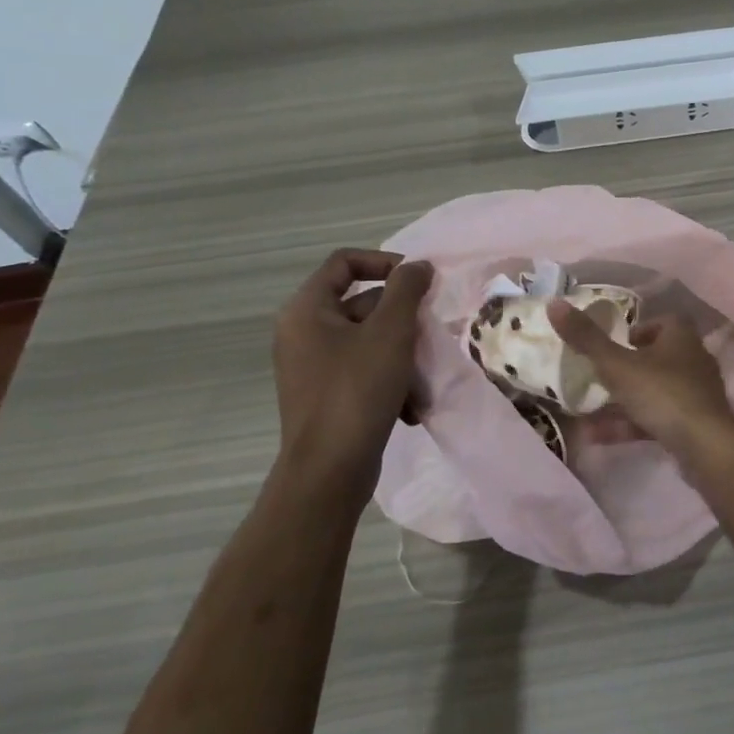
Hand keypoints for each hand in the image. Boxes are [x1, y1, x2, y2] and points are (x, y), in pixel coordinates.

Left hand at [272, 249, 432, 489]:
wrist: (329, 471)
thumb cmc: (357, 391)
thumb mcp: (390, 332)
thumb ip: (407, 290)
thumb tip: (417, 266)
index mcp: (307, 310)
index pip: (344, 262)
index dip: (384, 262)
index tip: (419, 281)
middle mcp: (303, 333)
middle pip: (362, 304)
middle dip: (402, 320)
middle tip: (430, 335)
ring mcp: (312, 367)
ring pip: (369, 342)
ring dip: (402, 355)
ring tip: (422, 379)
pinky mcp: (326, 396)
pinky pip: (364, 372)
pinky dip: (390, 382)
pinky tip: (410, 407)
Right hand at [548, 301, 733, 454]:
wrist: (705, 445)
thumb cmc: (661, 393)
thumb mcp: (616, 365)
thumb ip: (586, 338)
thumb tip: (554, 303)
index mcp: (681, 336)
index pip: (662, 321)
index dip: (637, 330)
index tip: (613, 344)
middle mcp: (693, 359)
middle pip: (658, 357)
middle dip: (628, 367)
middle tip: (599, 376)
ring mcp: (696, 393)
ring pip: (655, 391)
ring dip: (624, 401)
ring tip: (588, 412)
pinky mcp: (695, 423)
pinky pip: (658, 418)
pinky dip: (631, 424)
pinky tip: (598, 438)